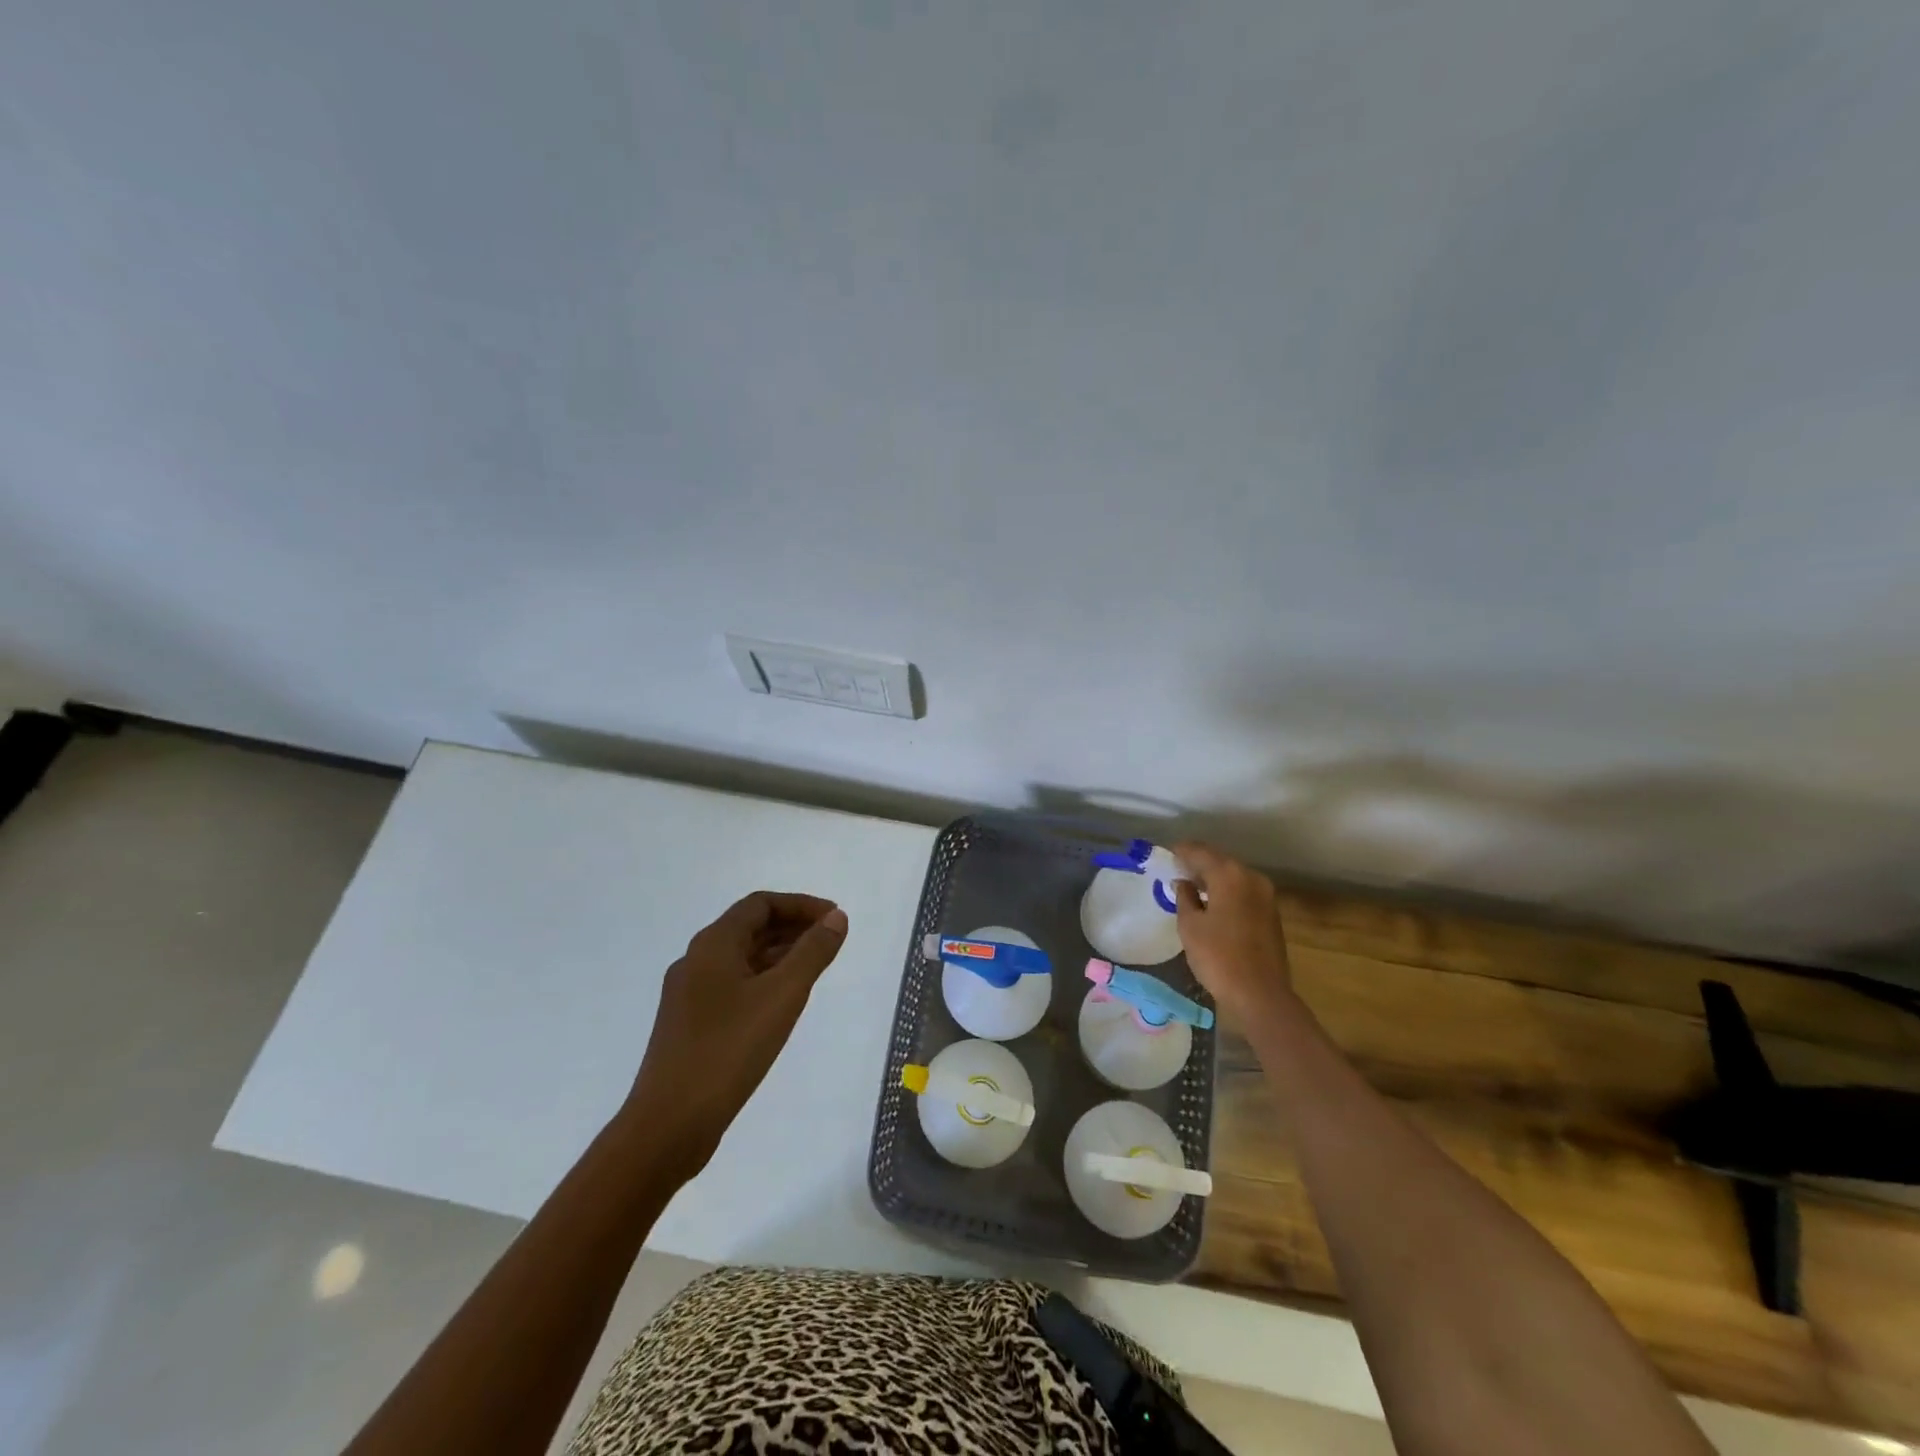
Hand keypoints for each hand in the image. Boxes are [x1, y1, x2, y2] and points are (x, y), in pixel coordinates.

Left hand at [624, 891, 848, 1180]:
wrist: (668, 1126)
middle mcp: (696, 961)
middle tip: (831, 940)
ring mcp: (689, 995)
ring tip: (815, 967)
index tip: (834, 919)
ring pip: (741, 958)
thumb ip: (813, 953)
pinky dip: (763, 980)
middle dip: (792, 927)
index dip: (801, 905)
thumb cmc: (728, 1051)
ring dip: (779, 953)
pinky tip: (783, 1002)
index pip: (760, 904)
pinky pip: (733, 985)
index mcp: (713, 945)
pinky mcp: (691, 1025)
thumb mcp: (782, 996)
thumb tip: (837, 917)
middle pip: (749, 927)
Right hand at [1171, 842, 1293, 1019]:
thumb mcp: (1190, 926)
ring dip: (1214, 877)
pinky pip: (1243, 890)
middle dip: (1199, 862)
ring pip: (1234, 876)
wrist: (1260, 994)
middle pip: (1220, 861)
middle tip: (1177, 868)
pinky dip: (1227, 890)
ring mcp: (1265, 895)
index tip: (1168, 853)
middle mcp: (1251, 877)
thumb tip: (1183, 883)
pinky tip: (1212, 901)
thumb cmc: (1218, 957)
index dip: (1182, 851)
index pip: (1200, 852)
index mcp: (1229, 875)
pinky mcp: (1271, 913)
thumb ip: (1184, 897)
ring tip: (1192, 885)